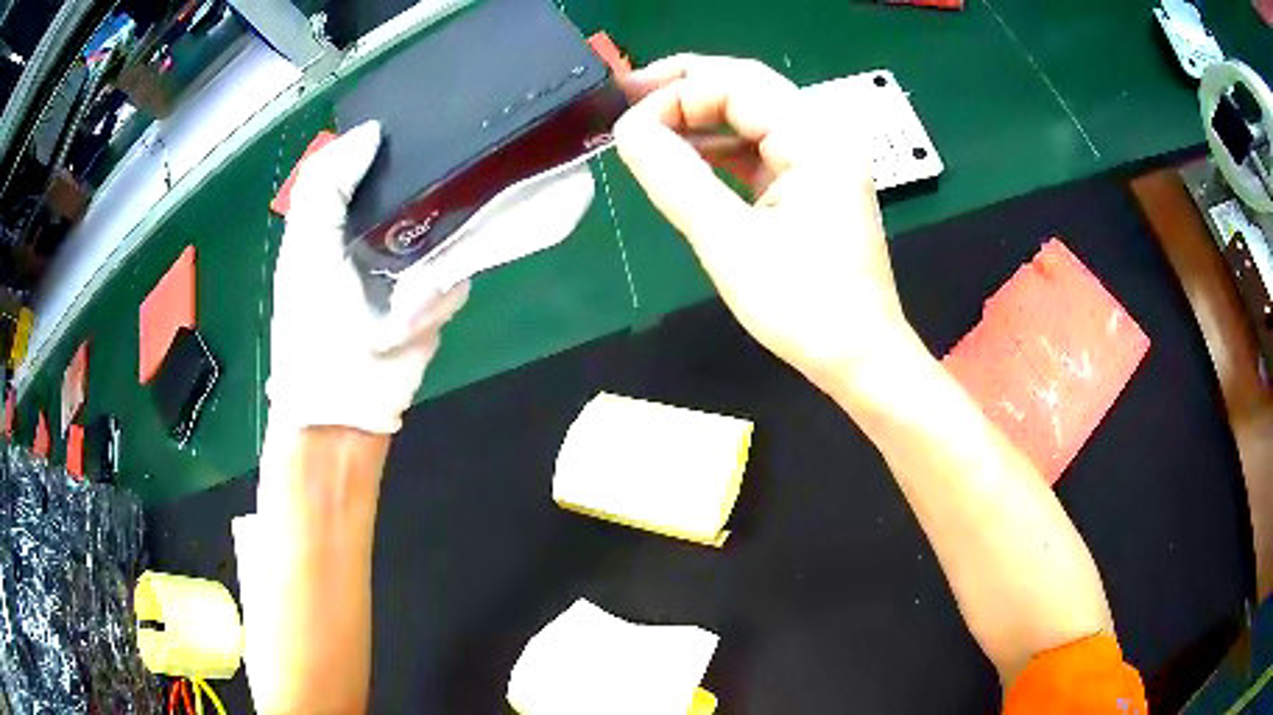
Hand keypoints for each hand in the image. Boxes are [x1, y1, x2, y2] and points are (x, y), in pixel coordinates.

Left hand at [267, 121, 468, 434]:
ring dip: (428, 260)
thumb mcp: (304, 245)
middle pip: (425, 183)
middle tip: (442, 188)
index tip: (424, 123)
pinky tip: (408, 320)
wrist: (346, 403)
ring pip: (450, 227)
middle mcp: (383, 226)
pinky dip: (436, 296)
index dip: (398, 139)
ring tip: (402, 295)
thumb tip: (371, 131)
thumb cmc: (312, 322)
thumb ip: (327, 184)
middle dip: (433, 190)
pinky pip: (459, 272)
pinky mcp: (440, 292)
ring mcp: (415, 258)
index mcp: (345, 212)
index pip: (379, 157)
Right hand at [614, 55, 913, 391]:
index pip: (737, 85)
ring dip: (700, 117)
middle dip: (686, 88)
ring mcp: (820, 161)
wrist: (860, 359)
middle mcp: (823, 137)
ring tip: (647, 126)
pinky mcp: (811, 186)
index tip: (627, 127)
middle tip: (628, 97)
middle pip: (748, 87)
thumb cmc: (804, 307)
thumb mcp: (730, 242)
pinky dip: (719, 149)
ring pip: (752, 116)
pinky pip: (759, 150)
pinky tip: (684, 158)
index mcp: (816, 140)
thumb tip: (628, 130)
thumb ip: (676, 178)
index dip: (676, 95)